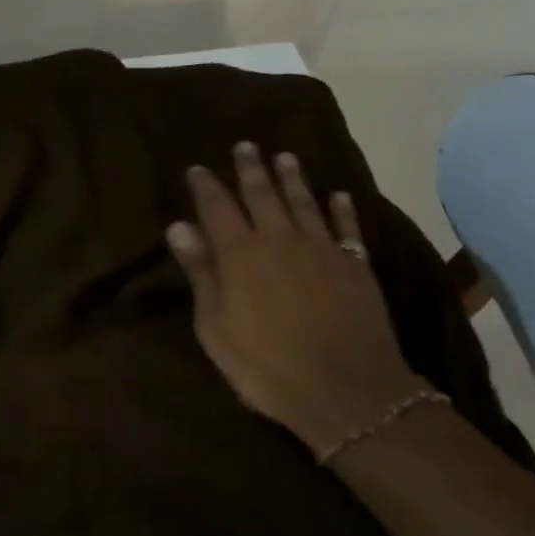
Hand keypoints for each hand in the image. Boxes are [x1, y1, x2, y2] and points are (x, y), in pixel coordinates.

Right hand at [168, 143, 422, 460]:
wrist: (347, 390)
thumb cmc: (267, 366)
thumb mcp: (216, 326)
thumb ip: (201, 272)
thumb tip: (179, 226)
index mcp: (241, 253)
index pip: (218, 208)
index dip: (206, 186)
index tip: (197, 168)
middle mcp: (280, 239)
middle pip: (262, 194)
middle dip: (251, 168)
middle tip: (245, 145)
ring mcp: (321, 249)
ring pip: (304, 202)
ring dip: (293, 178)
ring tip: (285, 157)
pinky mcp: (355, 265)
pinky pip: (347, 228)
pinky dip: (342, 209)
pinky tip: (339, 195)